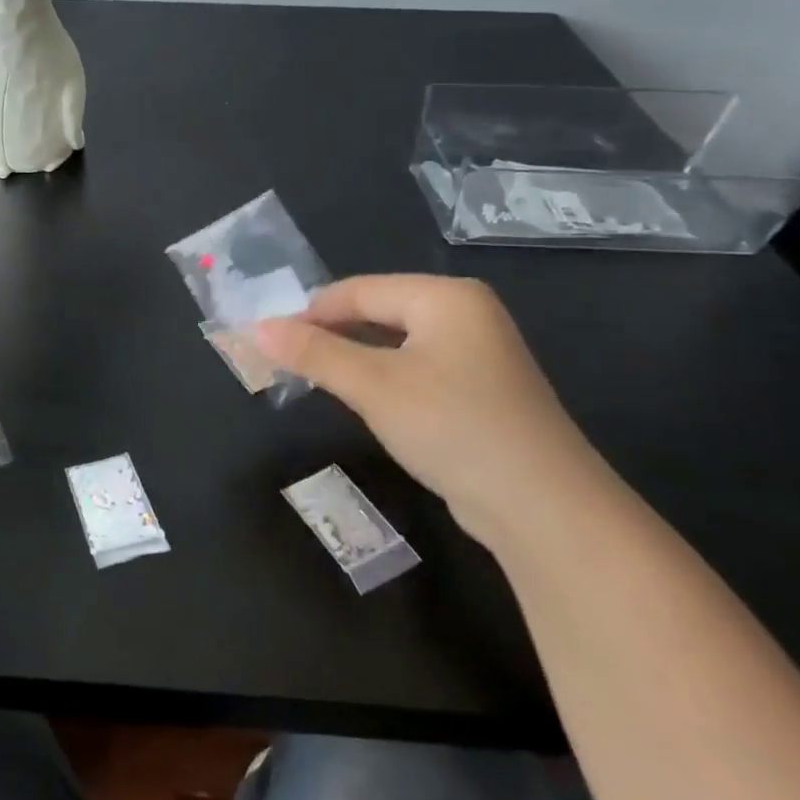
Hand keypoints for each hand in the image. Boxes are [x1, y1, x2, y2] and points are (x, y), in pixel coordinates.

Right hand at [253, 275, 616, 544]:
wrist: (544, 508)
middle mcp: (465, 314)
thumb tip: (256, 329)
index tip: (267, 342)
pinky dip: (382, 380)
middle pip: (377, 311)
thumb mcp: (373, 385)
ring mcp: (477, 353)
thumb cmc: (452, 426)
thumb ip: (313, 353)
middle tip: (284, 363)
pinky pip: (415, 369)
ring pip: (394, 343)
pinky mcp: (479, 391)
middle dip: (329, 336)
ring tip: (312, 380)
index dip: (308, 313)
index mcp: (444, 297)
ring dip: (352, 359)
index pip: (358, 290)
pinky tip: (363, 402)